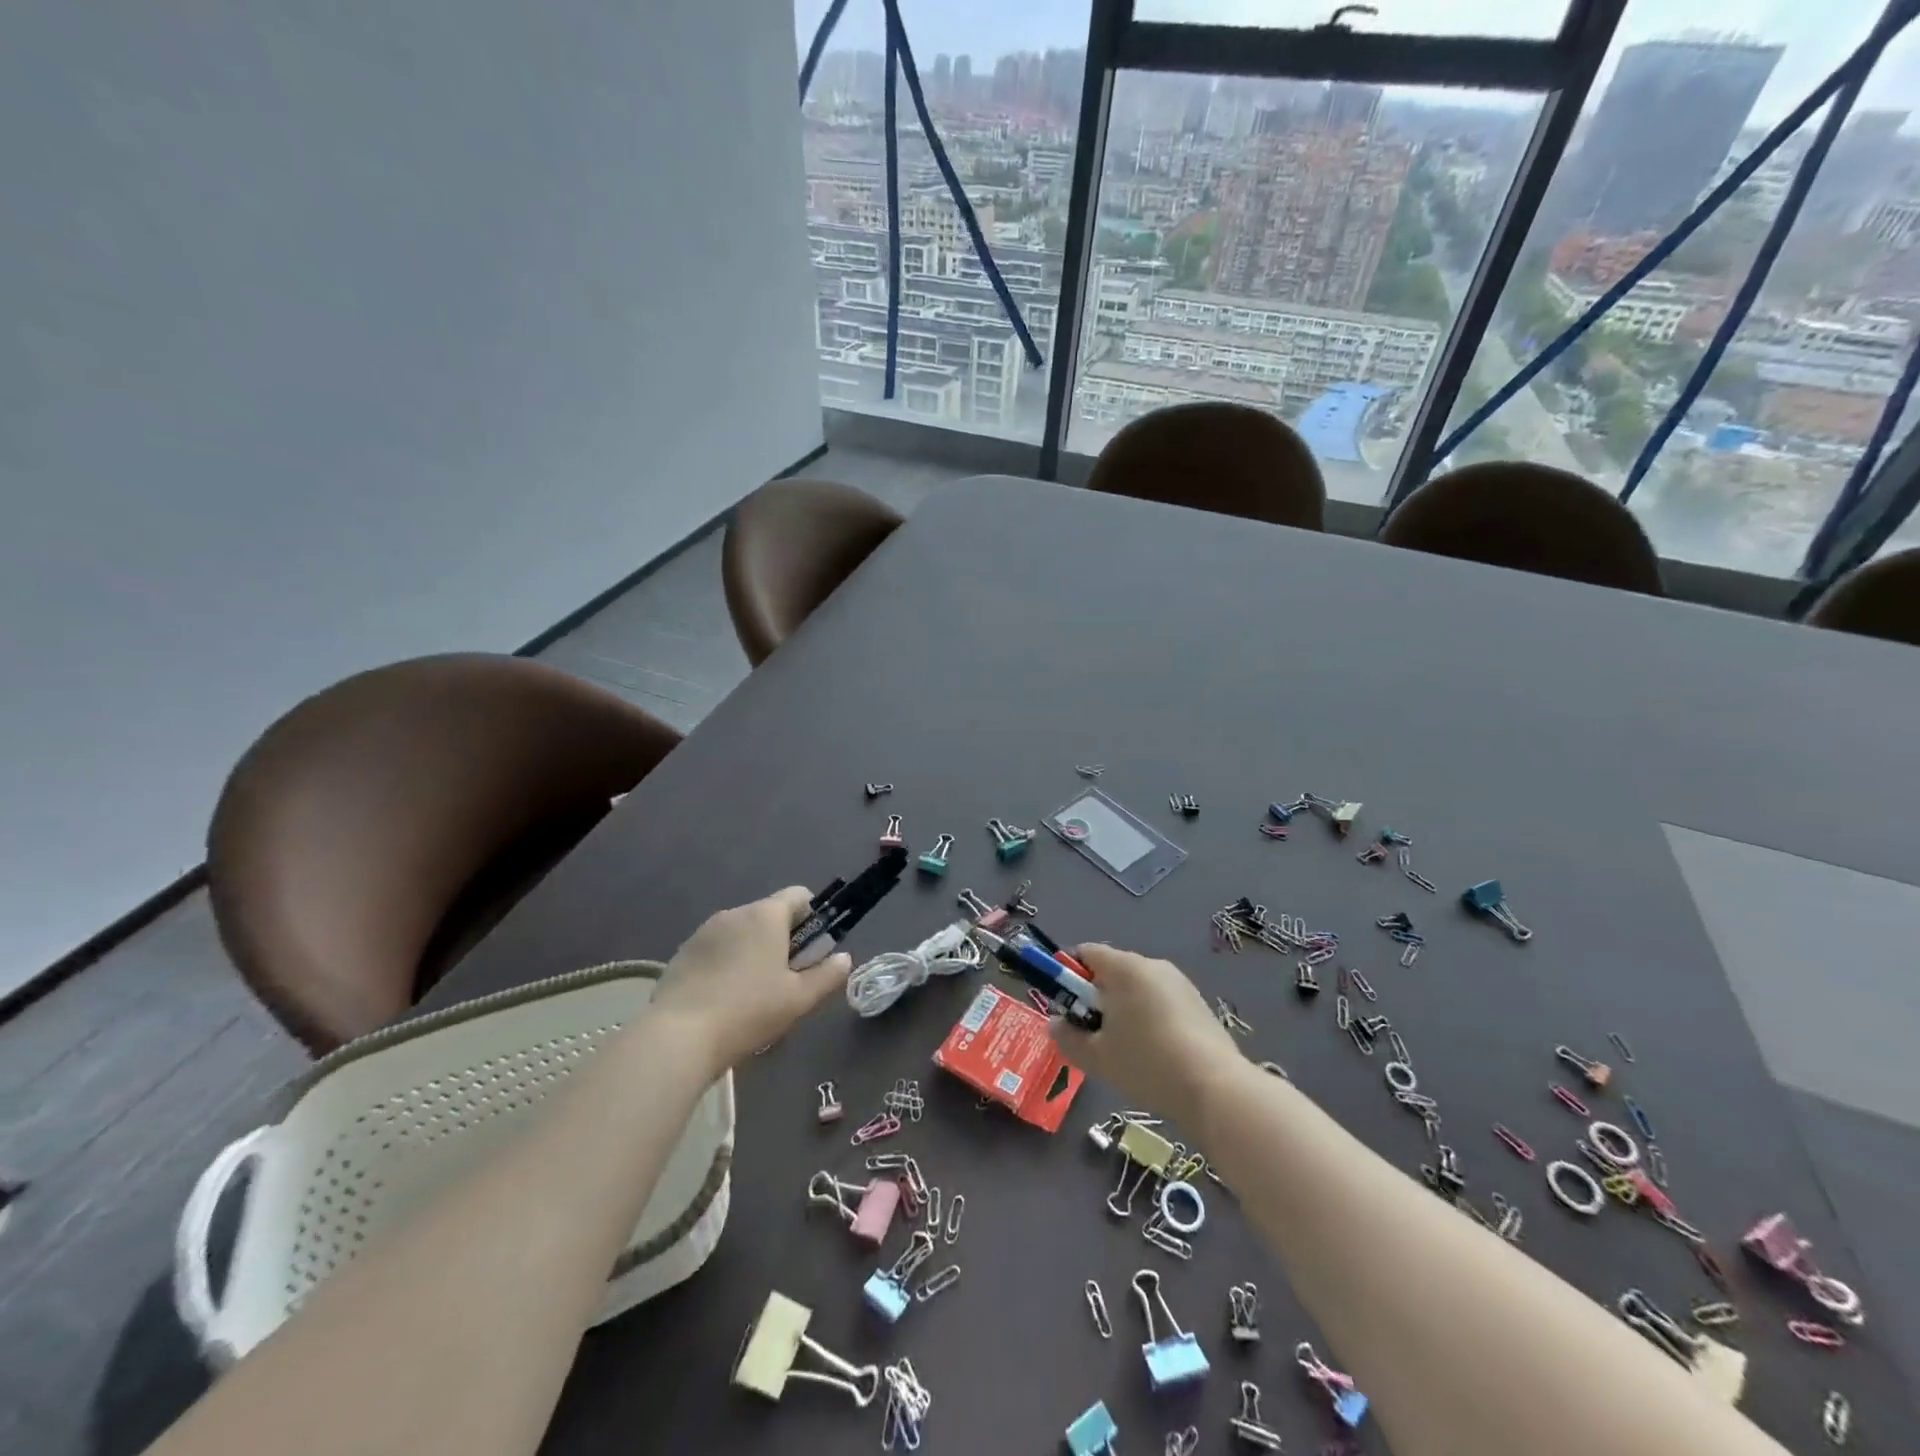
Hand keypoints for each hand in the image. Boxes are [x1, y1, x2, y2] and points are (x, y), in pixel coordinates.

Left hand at [651, 887, 850, 1071]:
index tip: (812, 951)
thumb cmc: (748, 1011)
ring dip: (753, 952)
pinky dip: (726, 964)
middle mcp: (735, 913)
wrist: (678, 1037)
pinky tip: (722, 1000)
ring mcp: (704, 931)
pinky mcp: (682, 952)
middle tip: (785, 981)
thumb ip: (827, 975)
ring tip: (751, 996)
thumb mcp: (799, 999)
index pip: (799, 895)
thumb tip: (843, 958)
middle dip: (782, 940)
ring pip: (741, 933)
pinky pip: (716, 949)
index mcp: (766, 916)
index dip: (813, 918)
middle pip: (769, 915)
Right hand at [1048, 944, 1244, 1124]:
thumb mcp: (1096, 1057)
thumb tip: (1056, 1024)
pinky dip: (1149, 1019)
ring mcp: (1180, 983)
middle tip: (1092, 1034)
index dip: (1068, 975)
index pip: (1086, 952)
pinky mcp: (1198, 1004)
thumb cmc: (1147, 1064)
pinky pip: (1161, 1002)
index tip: (1067, 1007)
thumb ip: (1067, 1037)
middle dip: (1096, 997)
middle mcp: (1152, 965)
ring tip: (1124, 1050)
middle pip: (1112, 970)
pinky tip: (1153, 1055)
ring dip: (1123, 1009)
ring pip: (1138, 988)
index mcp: (1124, 968)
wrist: (1216, 1089)